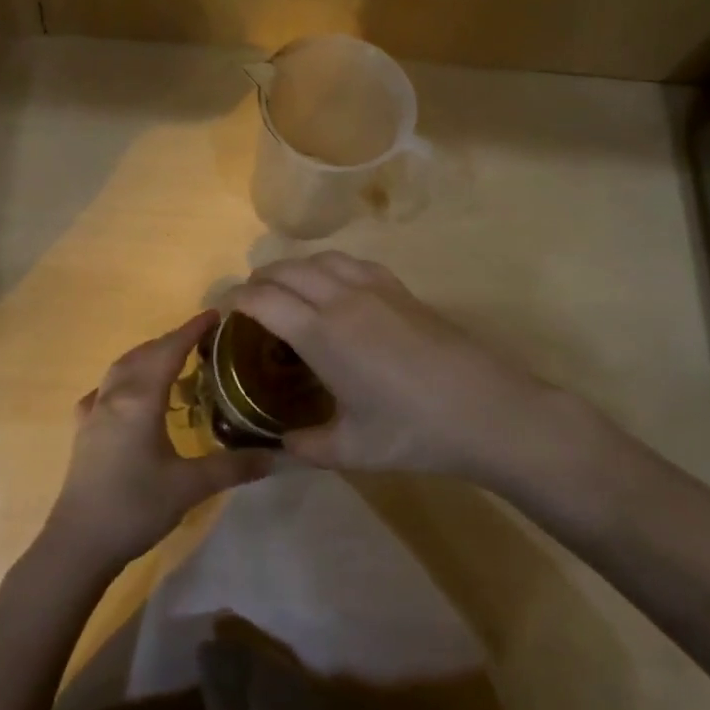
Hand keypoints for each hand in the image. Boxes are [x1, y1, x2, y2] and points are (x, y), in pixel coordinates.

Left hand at [43, 311, 277, 571]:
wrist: (79, 543)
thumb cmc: (135, 507)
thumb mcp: (190, 486)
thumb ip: (235, 466)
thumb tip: (280, 455)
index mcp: (140, 399)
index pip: (169, 350)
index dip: (192, 330)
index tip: (215, 314)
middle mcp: (114, 396)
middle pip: (144, 353)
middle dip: (171, 340)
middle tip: (201, 339)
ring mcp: (94, 412)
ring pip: (121, 368)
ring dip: (147, 356)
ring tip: (172, 361)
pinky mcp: (83, 431)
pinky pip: (105, 390)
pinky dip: (124, 380)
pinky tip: (129, 396)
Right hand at [230, 253, 618, 488]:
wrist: (488, 410)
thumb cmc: (414, 432)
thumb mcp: (352, 449)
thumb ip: (305, 446)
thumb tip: (278, 446)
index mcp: (322, 334)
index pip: (263, 299)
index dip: (234, 299)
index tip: (220, 312)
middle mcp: (342, 298)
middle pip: (286, 270)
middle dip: (258, 281)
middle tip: (247, 306)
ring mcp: (375, 288)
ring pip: (319, 259)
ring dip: (292, 269)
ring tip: (284, 292)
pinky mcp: (400, 289)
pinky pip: (351, 262)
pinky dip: (327, 267)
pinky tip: (333, 289)